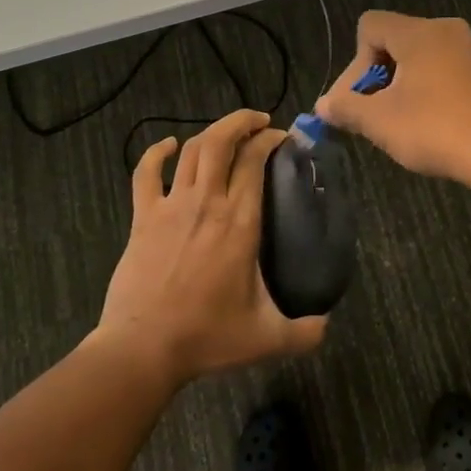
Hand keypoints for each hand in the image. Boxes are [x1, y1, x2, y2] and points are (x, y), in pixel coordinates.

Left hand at [96, 108, 326, 386]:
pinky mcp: (143, 217)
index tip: (283, 139)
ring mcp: (171, 206)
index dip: (270, 140)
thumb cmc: (207, 337)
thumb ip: (304, 333)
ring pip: (192, 151)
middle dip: (242, 122)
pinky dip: (157, 153)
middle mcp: (207, 202)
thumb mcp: (266, 339)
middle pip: (222, 141)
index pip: (255, 161)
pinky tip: (169, 146)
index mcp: (239, 222)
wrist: (143, 348)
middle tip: (260, 123)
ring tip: (228, 132)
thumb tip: (327, 326)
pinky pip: (146, 173)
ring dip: (212, 132)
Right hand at [314, 12, 470, 188]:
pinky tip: (424, 123)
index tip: (358, 101)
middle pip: (391, 40)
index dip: (354, 64)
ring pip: (414, 58)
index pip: (369, 26)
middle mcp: (444, 30)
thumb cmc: (435, 130)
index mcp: (419, 32)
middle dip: (373, 78)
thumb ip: (345, 107)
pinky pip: (437, 70)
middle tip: (370, 116)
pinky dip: (422, 90)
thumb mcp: (379, 122)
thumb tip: (322, 106)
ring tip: (395, 123)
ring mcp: (467, 51)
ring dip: (396, 87)